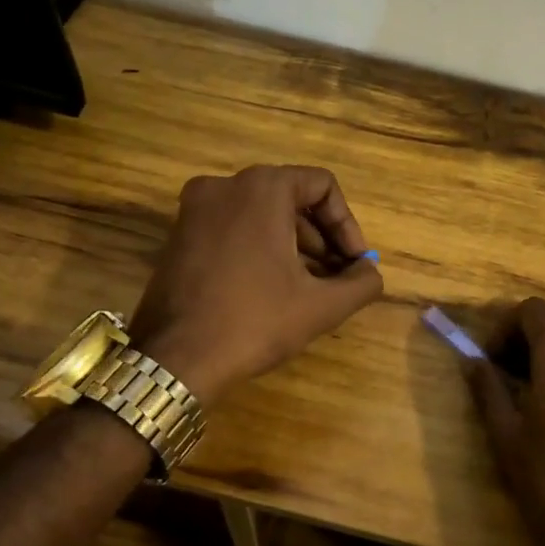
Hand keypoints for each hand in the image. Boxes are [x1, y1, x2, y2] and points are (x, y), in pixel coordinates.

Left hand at [127, 166, 383, 402]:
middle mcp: (224, 186)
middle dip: (322, 238)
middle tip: (337, 277)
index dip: (347, 224)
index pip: (322, 186)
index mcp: (260, 188)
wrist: (175, 360)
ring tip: (310, 288)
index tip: (354, 263)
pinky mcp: (179, 235)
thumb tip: (369, 272)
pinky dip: (260, 248)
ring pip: (261, 214)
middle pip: (291, 198)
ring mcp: (195, 209)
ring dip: (294, 245)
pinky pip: (234, 228)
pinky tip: (273, 289)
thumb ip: (361, 282)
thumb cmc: (254, 322)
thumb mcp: (322, 305)